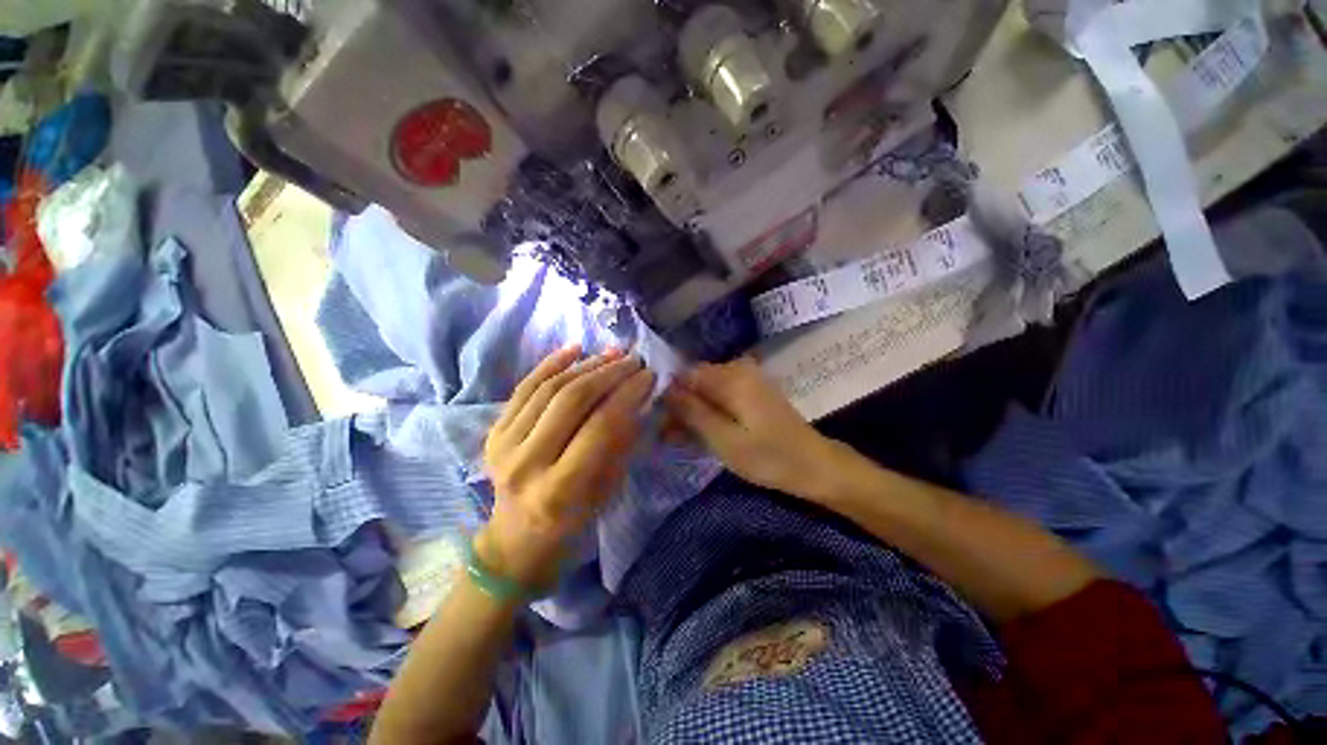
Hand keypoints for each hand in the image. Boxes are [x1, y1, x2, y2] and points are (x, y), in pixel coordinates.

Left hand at [480, 346, 655, 587]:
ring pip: (549, 389)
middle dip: (609, 373)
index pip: (601, 427)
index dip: (628, 394)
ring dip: (586, 365)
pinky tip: (575, 348)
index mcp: (560, 489)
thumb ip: (622, 444)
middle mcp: (526, 463)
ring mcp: (503, 444)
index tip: (649, 375)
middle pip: (572, 400)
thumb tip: (639, 398)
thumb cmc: (572, 522)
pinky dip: (550, 364)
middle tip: (634, 360)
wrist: (516, 538)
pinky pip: (524, 388)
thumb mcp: (607, 491)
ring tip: (612, 353)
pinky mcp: (493, 431)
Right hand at [662, 357, 851, 500]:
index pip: (686, 374)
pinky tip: (699, 434)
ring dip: (692, 413)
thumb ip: (693, 412)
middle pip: (696, 382)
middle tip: (666, 435)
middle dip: (679, 406)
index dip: (669, 394)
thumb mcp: (724, 439)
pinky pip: (721, 398)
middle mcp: (738, 371)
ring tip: (677, 438)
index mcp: (732, 377)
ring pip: (707, 392)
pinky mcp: (752, 394)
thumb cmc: (769, 457)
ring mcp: (747, 382)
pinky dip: (709, 414)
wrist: (815, 466)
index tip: (657, 419)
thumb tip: (665, 389)